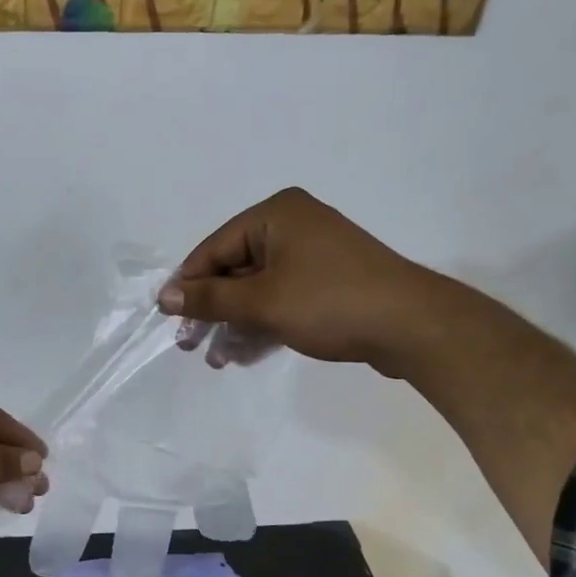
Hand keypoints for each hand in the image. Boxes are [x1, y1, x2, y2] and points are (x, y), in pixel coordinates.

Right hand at [158, 187, 446, 372]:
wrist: (411, 326)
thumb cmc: (329, 303)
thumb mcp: (261, 302)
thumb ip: (210, 299)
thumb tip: (164, 296)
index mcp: (275, 215)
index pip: (214, 249)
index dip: (188, 285)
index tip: (168, 320)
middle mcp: (292, 227)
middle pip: (234, 270)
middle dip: (212, 311)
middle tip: (189, 346)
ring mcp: (312, 256)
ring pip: (257, 290)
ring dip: (234, 325)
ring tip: (217, 361)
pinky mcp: (327, 283)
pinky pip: (281, 300)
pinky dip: (261, 324)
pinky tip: (243, 355)